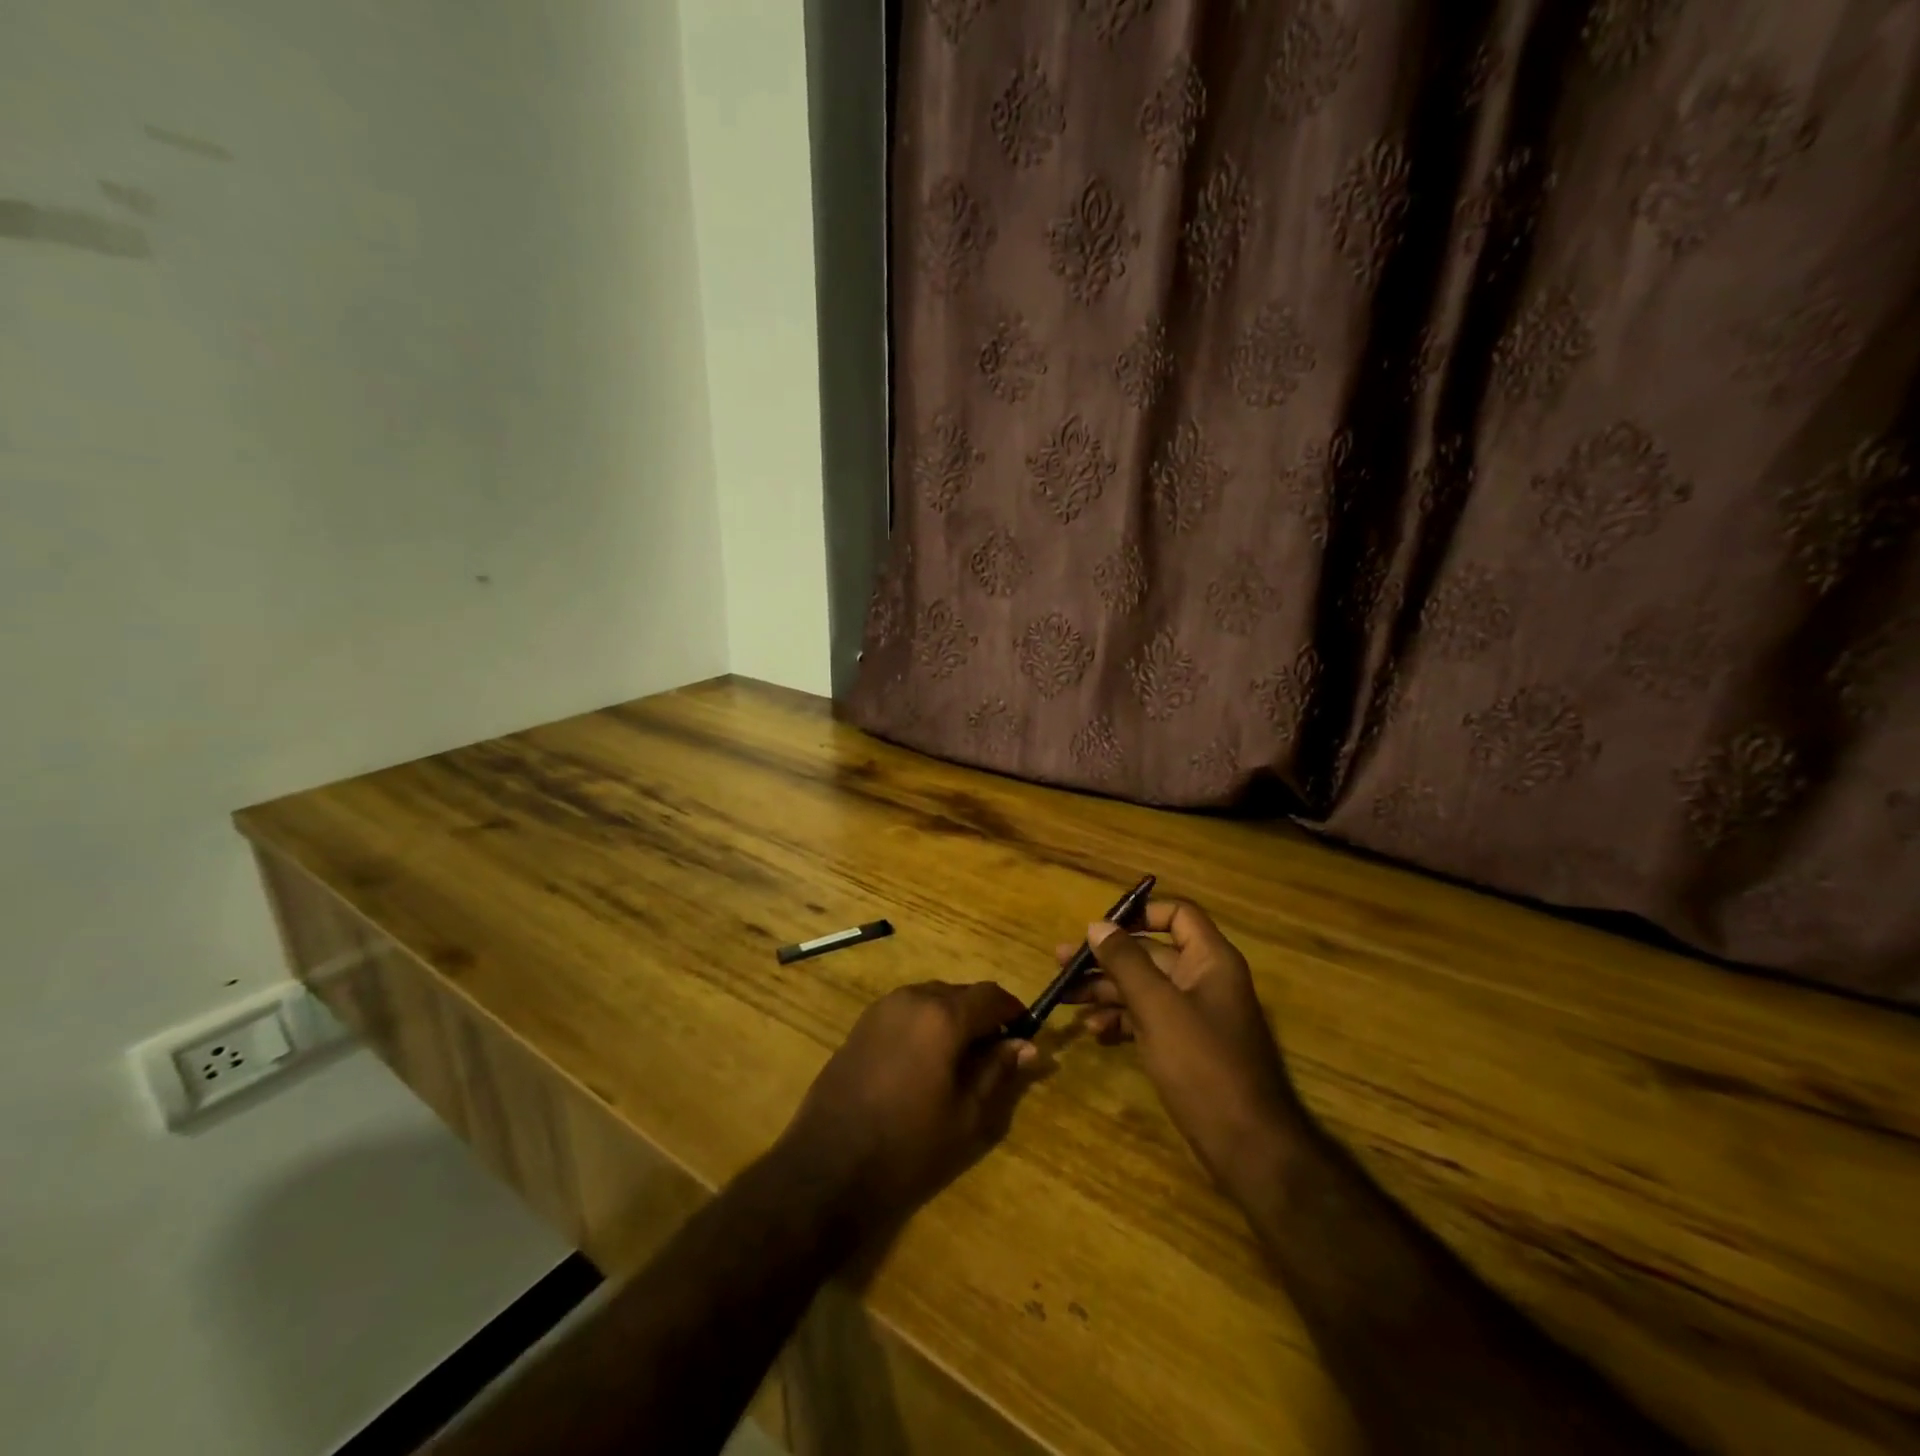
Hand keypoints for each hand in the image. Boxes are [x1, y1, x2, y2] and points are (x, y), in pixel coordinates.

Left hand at [779, 982, 1038, 1235]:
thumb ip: (998, 1072)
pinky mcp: (861, 1024)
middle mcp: (913, 998)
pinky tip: (925, 1061)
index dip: (1013, 1010)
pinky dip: (925, 1024)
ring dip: (952, 1018)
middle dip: (982, 1015)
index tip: (1026, 1033)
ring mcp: (882, 1008)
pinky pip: (906, 1010)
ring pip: (931, 999)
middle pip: (960, 993)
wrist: (828, 1165)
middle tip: (996, 1053)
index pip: (991, 995)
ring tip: (961, 1059)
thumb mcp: (966, 1115)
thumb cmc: (908, 1145)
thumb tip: (1027, 1046)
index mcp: (943, 1015)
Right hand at [1062, 900, 1304, 1193]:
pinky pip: (1147, 1018)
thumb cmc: (1203, 1064)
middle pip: (1150, 953)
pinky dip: (1121, 1020)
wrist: (1247, 1145)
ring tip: (1066, 998)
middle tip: (1061, 962)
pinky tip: (1094, 1032)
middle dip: (1106, 957)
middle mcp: (1204, 980)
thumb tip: (1097, 925)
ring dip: (1105, 990)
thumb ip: (1126, 962)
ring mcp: (1194, 1015)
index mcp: (1210, 960)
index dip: (1141, 913)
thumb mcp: (1157, 1006)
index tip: (1101, 927)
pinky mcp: (1185, 1046)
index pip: (1177, 914)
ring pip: (1144, 987)